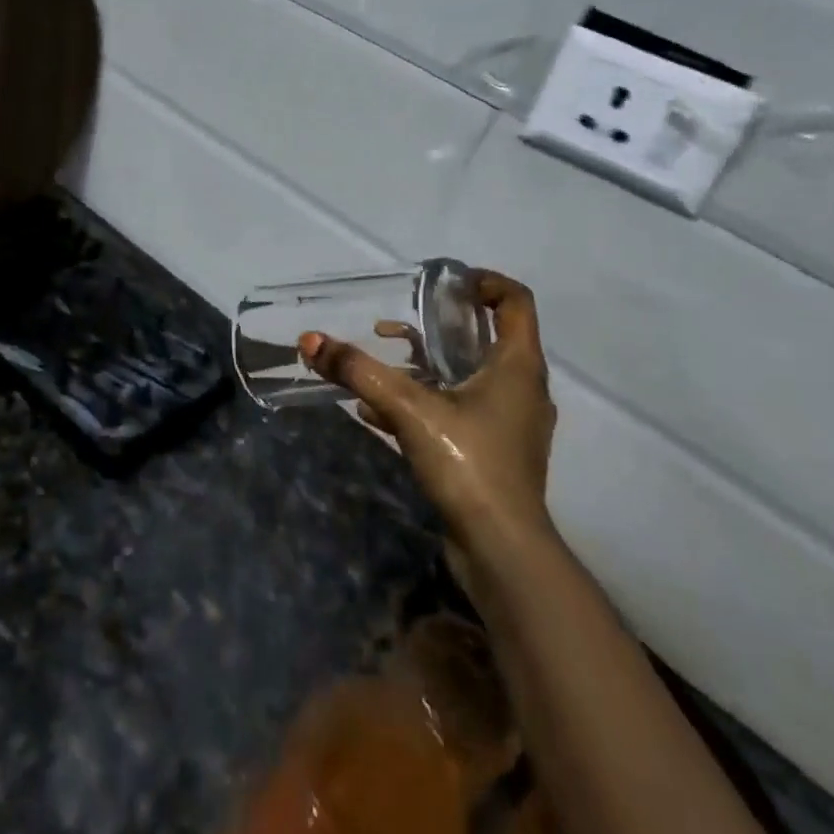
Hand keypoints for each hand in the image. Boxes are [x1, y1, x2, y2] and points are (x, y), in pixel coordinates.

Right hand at [301, 271, 554, 554]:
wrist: (502, 552)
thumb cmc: (469, 464)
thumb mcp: (408, 409)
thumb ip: (359, 372)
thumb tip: (311, 340)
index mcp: (518, 366)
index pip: (516, 301)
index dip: (486, 281)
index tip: (446, 281)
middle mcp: (522, 388)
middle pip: (489, 337)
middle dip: (443, 324)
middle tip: (404, 315)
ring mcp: (512, 424)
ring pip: (471, 376)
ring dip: (428, 365)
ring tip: (383, 360)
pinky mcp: (496, 454)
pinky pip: (460, 411)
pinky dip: (426, 402)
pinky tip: (378, 413)